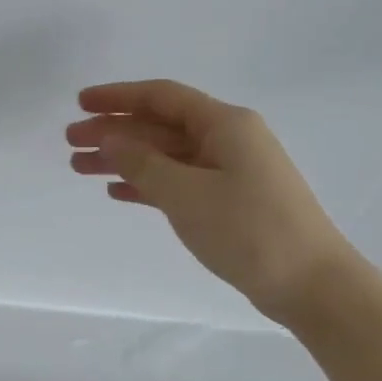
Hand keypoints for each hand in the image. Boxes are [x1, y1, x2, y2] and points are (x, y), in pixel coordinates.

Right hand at [66, 79, 357, 323]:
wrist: (311, 284)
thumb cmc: (249, 230)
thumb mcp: (186, 193)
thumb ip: (142, 163)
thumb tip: (108, 138)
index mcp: (224, 124)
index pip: (161, 97)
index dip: (118, 96)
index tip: (80, 103)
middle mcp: (226, 140)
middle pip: (159, 126)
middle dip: (113, 131)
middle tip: (70, 142)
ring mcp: (228, 171)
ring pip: (164, 155)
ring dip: (123, 159)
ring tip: (80, 168)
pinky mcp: (227, 201)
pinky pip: (176, 181)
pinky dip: (145, 183)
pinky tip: (117, 191)